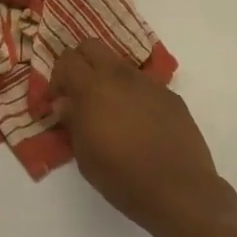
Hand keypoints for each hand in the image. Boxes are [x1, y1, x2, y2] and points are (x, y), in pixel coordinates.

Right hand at [52, 40, 228, 236]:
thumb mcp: (85, 155)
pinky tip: (140, 124)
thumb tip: (65, 102)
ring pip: (120, 65)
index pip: (67, 59)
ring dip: (109, 79)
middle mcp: (120, 76)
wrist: (179, 190)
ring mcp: (149, 83)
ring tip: (111, 111)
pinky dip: (134, 95)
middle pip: (92, 47)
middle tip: (79, 93)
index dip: (58, 77)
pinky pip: (145, 85)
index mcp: (93, 88)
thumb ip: (72, 121)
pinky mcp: (171, 96)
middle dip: (81, 63)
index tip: (59, 100)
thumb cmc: (122, 177)